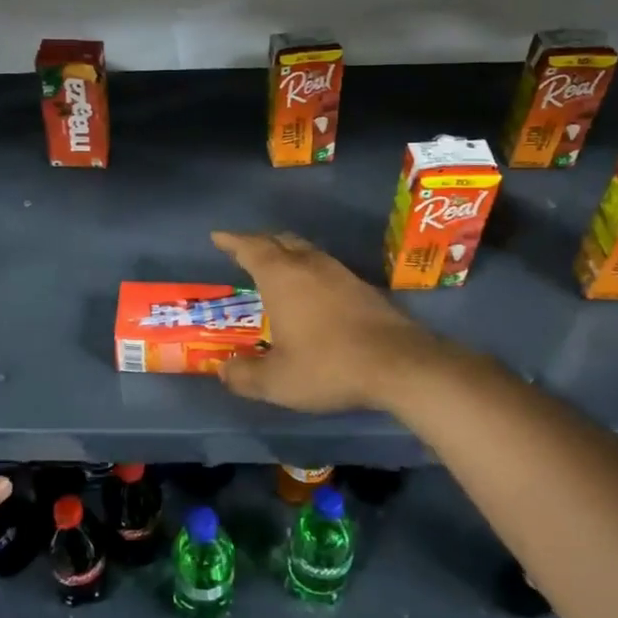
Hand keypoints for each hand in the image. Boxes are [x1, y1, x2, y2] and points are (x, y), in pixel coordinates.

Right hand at [211, 231, 461, 412]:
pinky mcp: (362, 286)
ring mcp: (339, 272)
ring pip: (306, 251)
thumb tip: (223, 371)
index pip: (250, 248)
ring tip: (276, 266)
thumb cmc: (328, 365)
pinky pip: (325, 266)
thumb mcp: (277, 381)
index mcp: (281, 277)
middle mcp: (309, 265)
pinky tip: (311, 290)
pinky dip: (308, 269)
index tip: (218, 236)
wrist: (399, 364)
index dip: (232, 241)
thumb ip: (245, 375)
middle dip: (259, 242)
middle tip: (244, 249)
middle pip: (279, 241)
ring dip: (286, 253)